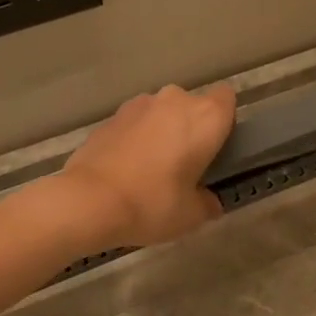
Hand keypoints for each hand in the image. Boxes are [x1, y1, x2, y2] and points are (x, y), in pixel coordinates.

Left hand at [57, 83, 236, 246]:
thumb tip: (209, 202)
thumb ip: (207, 203)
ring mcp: (138, 104)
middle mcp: (174, 100)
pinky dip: (135, 138)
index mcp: (204, 117)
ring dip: (161, 131)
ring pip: (161, 112)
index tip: (216, 147)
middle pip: (192, 106)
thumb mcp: (191, 215)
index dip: (224, 121)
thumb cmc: (152, 204)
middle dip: (190, 129)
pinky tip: (126, 168)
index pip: (227, 99)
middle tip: (185, 165)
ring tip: (151, 168)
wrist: (89, 200)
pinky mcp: (111, 116)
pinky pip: (135, 123)